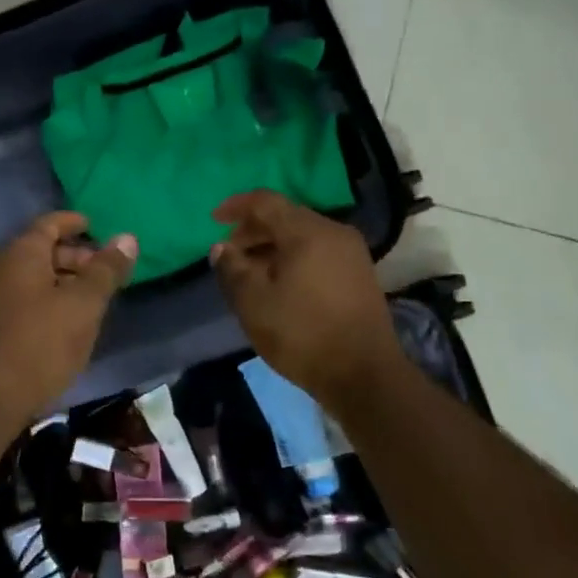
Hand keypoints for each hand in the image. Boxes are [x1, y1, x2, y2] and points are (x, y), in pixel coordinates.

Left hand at [0, 213, 136, 421]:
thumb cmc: (43, 341)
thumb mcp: (84, 304)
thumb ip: (107, 269)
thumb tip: (127, 238)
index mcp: (20, 252)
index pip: (50, 223)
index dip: (74, 223)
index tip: (96, 227)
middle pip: (40, 249)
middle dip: (73, 256)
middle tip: (103, 272)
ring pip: (29, 275)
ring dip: (60, 280)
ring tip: (89, 298)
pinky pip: (19, 295)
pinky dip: (43, 297)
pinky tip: (63, 319)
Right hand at [210, 190, 403, 400]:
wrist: (364, 376)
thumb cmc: (303, 334)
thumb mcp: (254, 302)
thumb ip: (232, 268)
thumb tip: (221, 247)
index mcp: (308, 232)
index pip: (265, 201)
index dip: (236, 206)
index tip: (213, 220)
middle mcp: (334, 232)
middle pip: (286, 216)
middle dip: (253, 230)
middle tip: (229, 253)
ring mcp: (351, 253)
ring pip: (302, 235)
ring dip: (272, 246)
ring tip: (249, 271)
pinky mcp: (359, 274)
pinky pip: (318, 251)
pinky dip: (293, 257)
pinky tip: (278, 283)